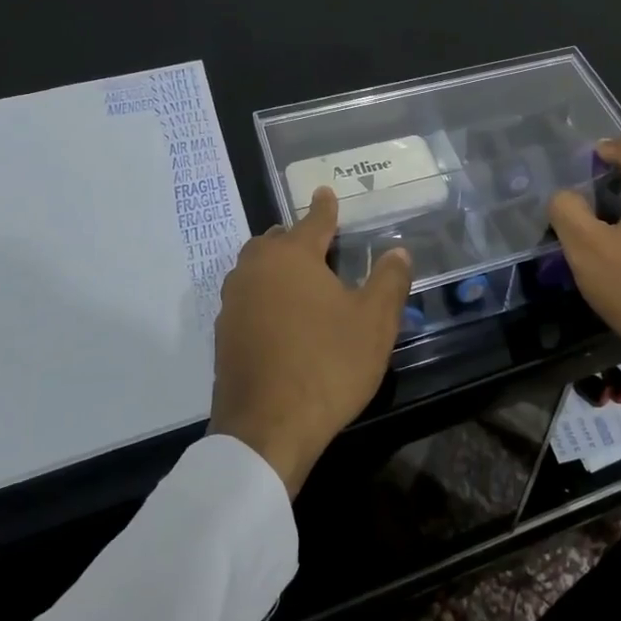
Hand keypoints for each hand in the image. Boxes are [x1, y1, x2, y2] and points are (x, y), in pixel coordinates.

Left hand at [210, 188, 411, 496]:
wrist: (267, 429)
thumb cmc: (328, 364)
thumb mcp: (374, 322)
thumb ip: (388, 280)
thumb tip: (398, 251)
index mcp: (292, 256)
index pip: (313, 221)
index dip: (324, 207)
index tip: (324, 192)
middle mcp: (256, 269)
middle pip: (276, 241)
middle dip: (296, 237)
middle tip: (319, 245)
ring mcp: (233, 302)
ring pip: (256, 269)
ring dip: (276, 266)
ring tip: (300, 280)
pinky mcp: (223, 335)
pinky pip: (246, 299)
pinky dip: (264, 296)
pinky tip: (280, 317)